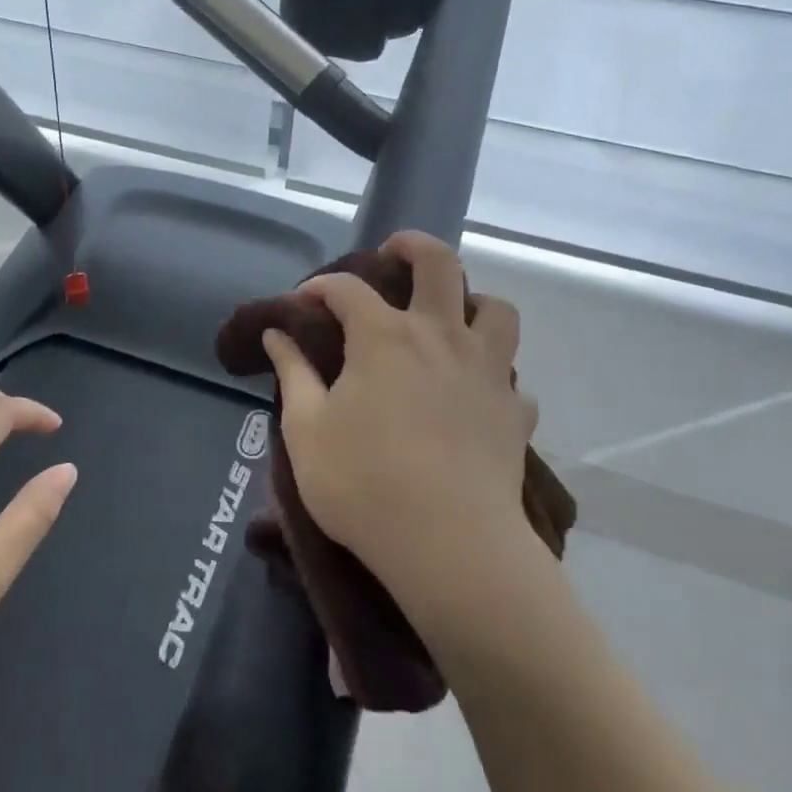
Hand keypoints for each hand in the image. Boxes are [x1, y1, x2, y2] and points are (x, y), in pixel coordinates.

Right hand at [261, 231, 544, 641]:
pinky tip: (474, 396)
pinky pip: (511, 378)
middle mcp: (440, 337)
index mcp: (385, 336)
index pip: (347, 288)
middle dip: (413, 247)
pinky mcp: (514, 412)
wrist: (449, 545)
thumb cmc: (362, 482)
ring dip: (472, 304)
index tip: (303, 303)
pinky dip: (493, 376)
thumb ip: (292, 373)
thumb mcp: (306, 429)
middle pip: (440, 265)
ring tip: (451, 320)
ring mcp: (486, 371)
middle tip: (395, 253)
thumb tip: (277, 333)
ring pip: (497, 310)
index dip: (319, 287)